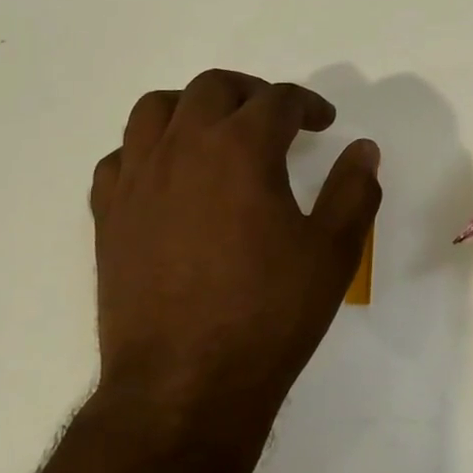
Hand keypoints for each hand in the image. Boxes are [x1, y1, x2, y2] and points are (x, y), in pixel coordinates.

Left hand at [89, 70, 380, 455]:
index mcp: (241, 148)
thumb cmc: (269, 314)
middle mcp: (183, 147)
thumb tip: (364, 149)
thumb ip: (354, 191)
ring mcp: (137, 179)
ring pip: (155, 109)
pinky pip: (120, 158)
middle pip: (213, 87)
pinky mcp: (108, 214)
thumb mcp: (333, 253)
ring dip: (191, 108)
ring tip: (215, 133)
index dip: (308, 105)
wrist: (186, 384)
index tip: (323, 122)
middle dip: (250, 93)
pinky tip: (167, 178)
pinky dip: (146, 151)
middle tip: (274, 119)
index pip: (278, 100)